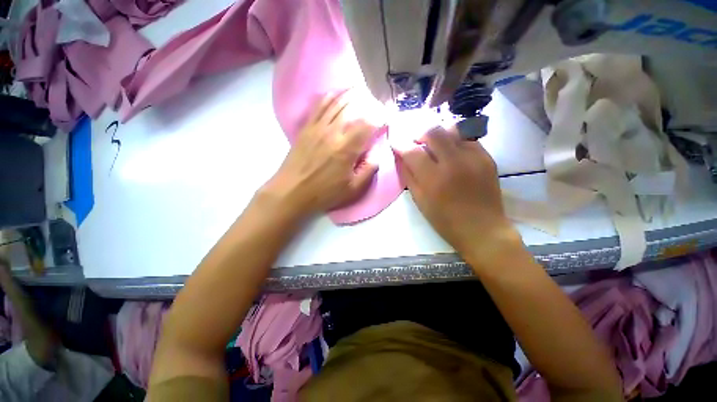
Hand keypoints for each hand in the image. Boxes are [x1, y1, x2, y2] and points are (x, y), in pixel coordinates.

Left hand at [261, 91, 378, 218]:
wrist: (292, 191)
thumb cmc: (324, 193)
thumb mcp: (353, 189)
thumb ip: (369, 170)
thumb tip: (376, 153)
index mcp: (346, 148)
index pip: (368, 123)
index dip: (380, 117)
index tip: (386, 118)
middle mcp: (333, 131)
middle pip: (353, 106)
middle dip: (368, 102)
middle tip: (376, 104)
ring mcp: (318, 126)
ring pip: (337, 101)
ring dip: (351, 95)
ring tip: (362, 92)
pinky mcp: (307, 127)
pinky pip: (319, 105)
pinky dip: (330, 96)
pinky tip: (337, 95)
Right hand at [394, 126, 521, 266]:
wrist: (482, 229)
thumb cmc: (445, 220)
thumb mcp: (420, 201)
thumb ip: (408, 176)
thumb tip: (400, 157)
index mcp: (434, 179)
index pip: (412, 151)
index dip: (400, 143)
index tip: (395, 141)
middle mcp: (454, 163)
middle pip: (433, 131)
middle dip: (419, 133)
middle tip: (415, 142)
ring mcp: (474, 157)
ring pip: (452, 129)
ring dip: (438, 134)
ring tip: (434, 145)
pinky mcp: (487, 157)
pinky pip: (467, 138)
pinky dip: (454, 140)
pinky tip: (451, 151)